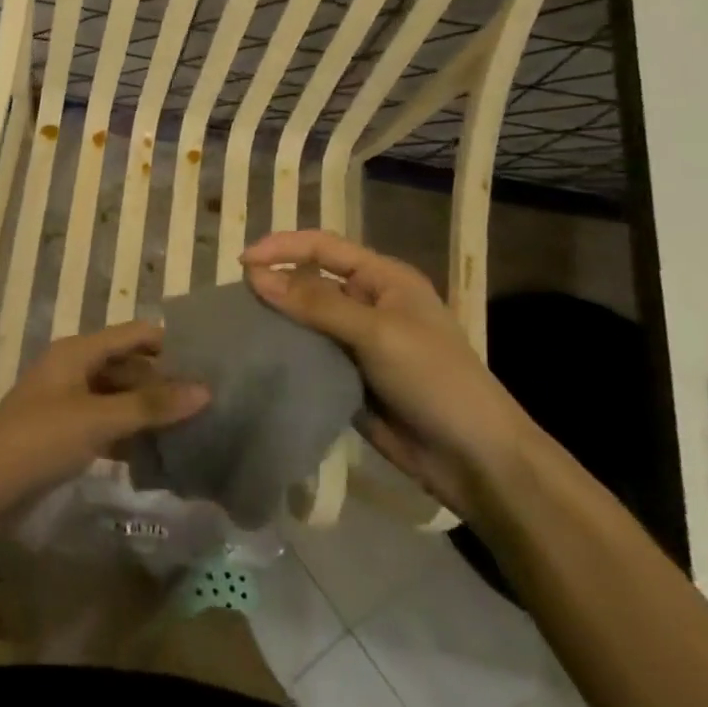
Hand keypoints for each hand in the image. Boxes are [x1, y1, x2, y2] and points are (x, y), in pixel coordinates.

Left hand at [0, 320, 209, 498]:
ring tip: (195, 426)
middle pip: (128, 365)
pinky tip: (161, 452)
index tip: (212, 361)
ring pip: (119, 396)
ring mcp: (69, 400)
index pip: (134, 334)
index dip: (170, 344)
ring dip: (149, 410)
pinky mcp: (66, 431)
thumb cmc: (41, 439)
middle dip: (164, 382)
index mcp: (78, 351)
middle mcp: (75, 367)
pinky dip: (131, 432)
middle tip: (210, 402)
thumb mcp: (98, 419)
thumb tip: (204, 390)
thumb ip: (151, 405)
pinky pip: (107, 422)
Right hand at [242, 231, 533, 516]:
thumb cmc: (435, 379)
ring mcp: (355, 342)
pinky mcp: (346, 377)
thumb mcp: (377, 333)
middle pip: (309, 281)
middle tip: (233, 300)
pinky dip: (284, 354)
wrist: (474, 459)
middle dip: (273, 285)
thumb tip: (255, 277)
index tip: (241, 263)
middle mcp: (366, 303)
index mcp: (382, 279)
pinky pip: (307, 355)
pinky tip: (257, 358)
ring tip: (236, 327)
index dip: (281, 248)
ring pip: (303, 320)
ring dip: (275, 321)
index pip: (322, 247)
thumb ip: (315, 304)